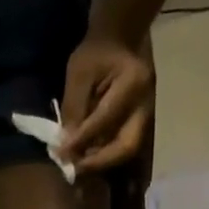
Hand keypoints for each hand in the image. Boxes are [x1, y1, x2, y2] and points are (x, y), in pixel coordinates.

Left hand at [59, 34, 153, 171]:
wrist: (120, 39)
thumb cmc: (97, 51)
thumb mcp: (79, 72)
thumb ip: (73, 107)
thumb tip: (66, 144)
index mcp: (133, 82)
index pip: (104, 120)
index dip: (81, 140)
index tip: (61, 154)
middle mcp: (146, 103)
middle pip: (127, 145)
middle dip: (99, 162)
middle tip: (75, 169)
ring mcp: (147, 114)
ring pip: (127, 149)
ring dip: (102, 161)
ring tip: (78, 164)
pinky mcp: (140, 121)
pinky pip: (123, 144)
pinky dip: (105, 154)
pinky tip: (87, 156)